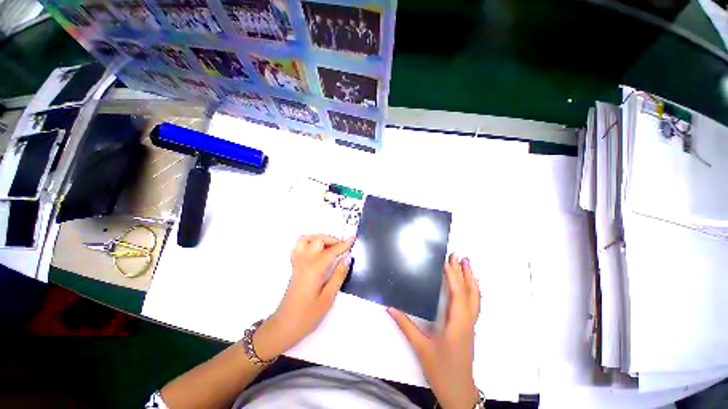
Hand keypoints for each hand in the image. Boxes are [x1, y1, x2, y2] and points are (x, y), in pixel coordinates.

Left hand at [254, 235, 354, 360]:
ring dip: (319, 238)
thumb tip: (347, 257)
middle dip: (332, 240)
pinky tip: (318, 251)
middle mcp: (304, 261)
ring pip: (306, 239)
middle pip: (318, 240)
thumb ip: (339, 275)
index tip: (353, 238)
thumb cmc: (308, 315)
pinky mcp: (294, 266)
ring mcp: (297, 262)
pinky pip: (299, 246)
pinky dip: (310, 243)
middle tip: (343, 248)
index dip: (344, 244)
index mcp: (314, 269)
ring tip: (330, 246)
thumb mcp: (328, 297)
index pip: (332, 251)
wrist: (284, 326)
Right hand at [389, 254, 480, 408]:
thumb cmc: (441, 370)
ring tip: (467, 264)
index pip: (457, 294)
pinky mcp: (469, 328)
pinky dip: (472, 290)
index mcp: (457, 323)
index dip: (453, 276)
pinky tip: (469, 285)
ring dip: (471, 279)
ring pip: (475, 298)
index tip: (447, 261)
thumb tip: (390, 307)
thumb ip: (405, 325)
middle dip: (465, 273)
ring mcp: (470, 325)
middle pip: (470, 293)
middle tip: (460, 255)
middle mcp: (467, 321)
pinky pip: (474, 304)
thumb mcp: (421, 347)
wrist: (458, 392)